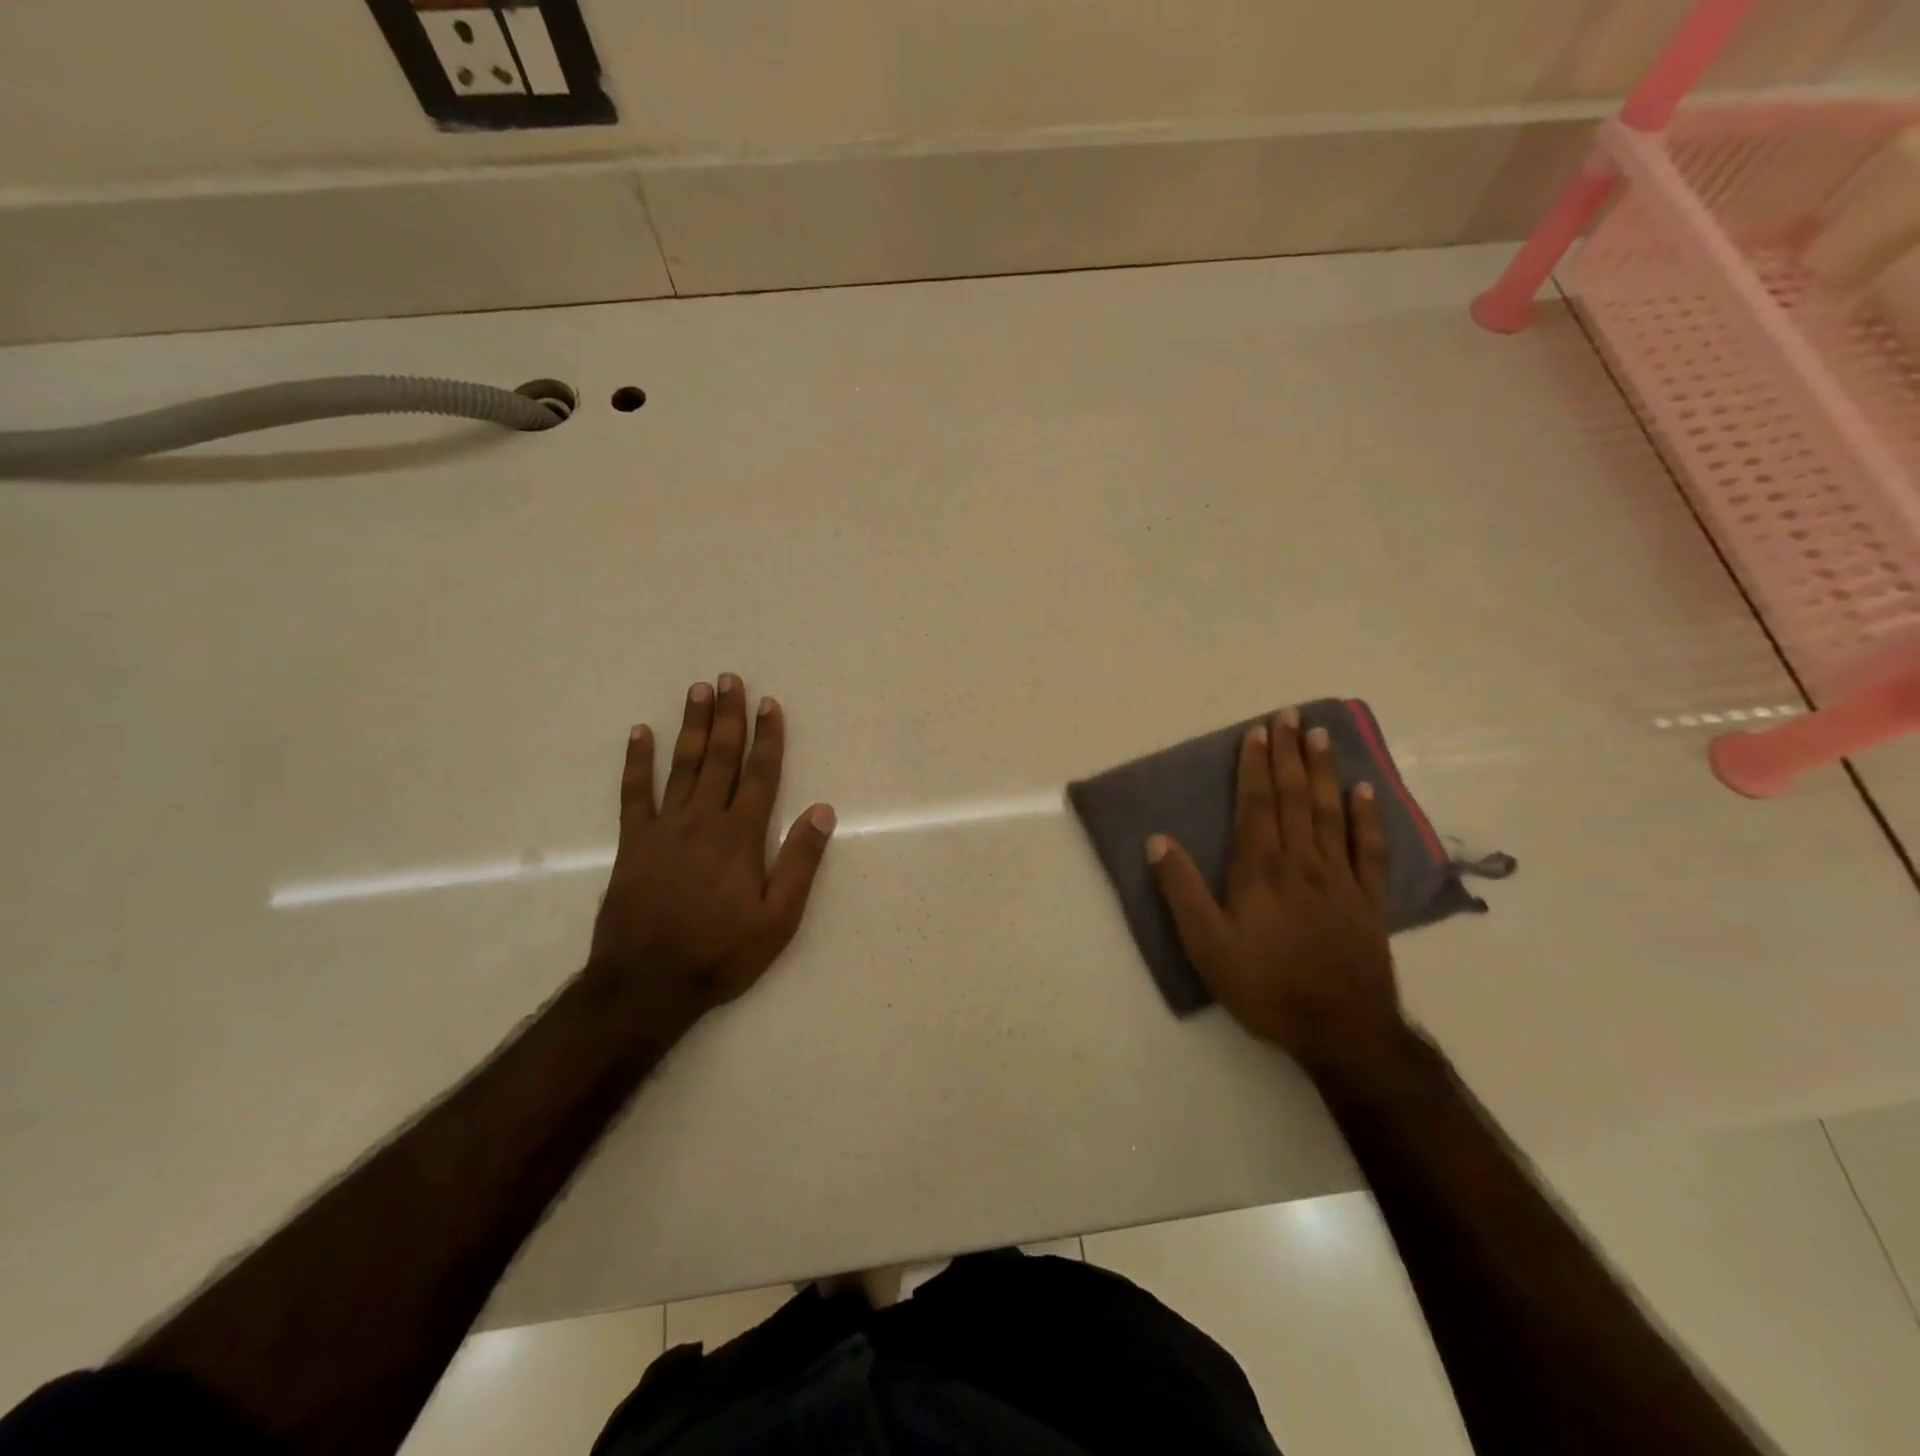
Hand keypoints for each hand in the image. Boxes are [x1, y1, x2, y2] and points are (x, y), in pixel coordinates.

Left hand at [589, 674, 835, 1026]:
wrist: (646, 984)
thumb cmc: (721, 953)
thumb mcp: (778, 919)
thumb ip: (800, 862)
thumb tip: (823, 810)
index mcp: (741, 836)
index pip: (760, 775)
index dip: (768, 737)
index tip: (770, 704)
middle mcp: (704, 821)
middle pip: (720, 758)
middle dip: (728, 716)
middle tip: (729, 679)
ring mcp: (665, 829)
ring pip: (682, 765)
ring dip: (692, 726)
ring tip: (697, 690)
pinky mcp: (634, 843)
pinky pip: (634, 793)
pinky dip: (637, 762)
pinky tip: (640, 733)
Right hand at [1147, 708, 1401, 1069]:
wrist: (1340, 1029)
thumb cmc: (1265, 986)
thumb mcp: (1206, 945)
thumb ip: (1181, 890)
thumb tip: (1158, 840)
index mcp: (1260, 870)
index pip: (1256, 805)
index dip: (1255, 767)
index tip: (1257, 732)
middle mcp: (1301, 862)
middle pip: (1294, 798)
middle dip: (1289, 755)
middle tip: (1290, 716)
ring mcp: (1339, 879)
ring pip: (1330, 813)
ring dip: (1324, 772)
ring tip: (1321, 736)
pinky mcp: (1368, 900)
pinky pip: (1368, 850)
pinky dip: (1366, 818)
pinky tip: (1364, 791)